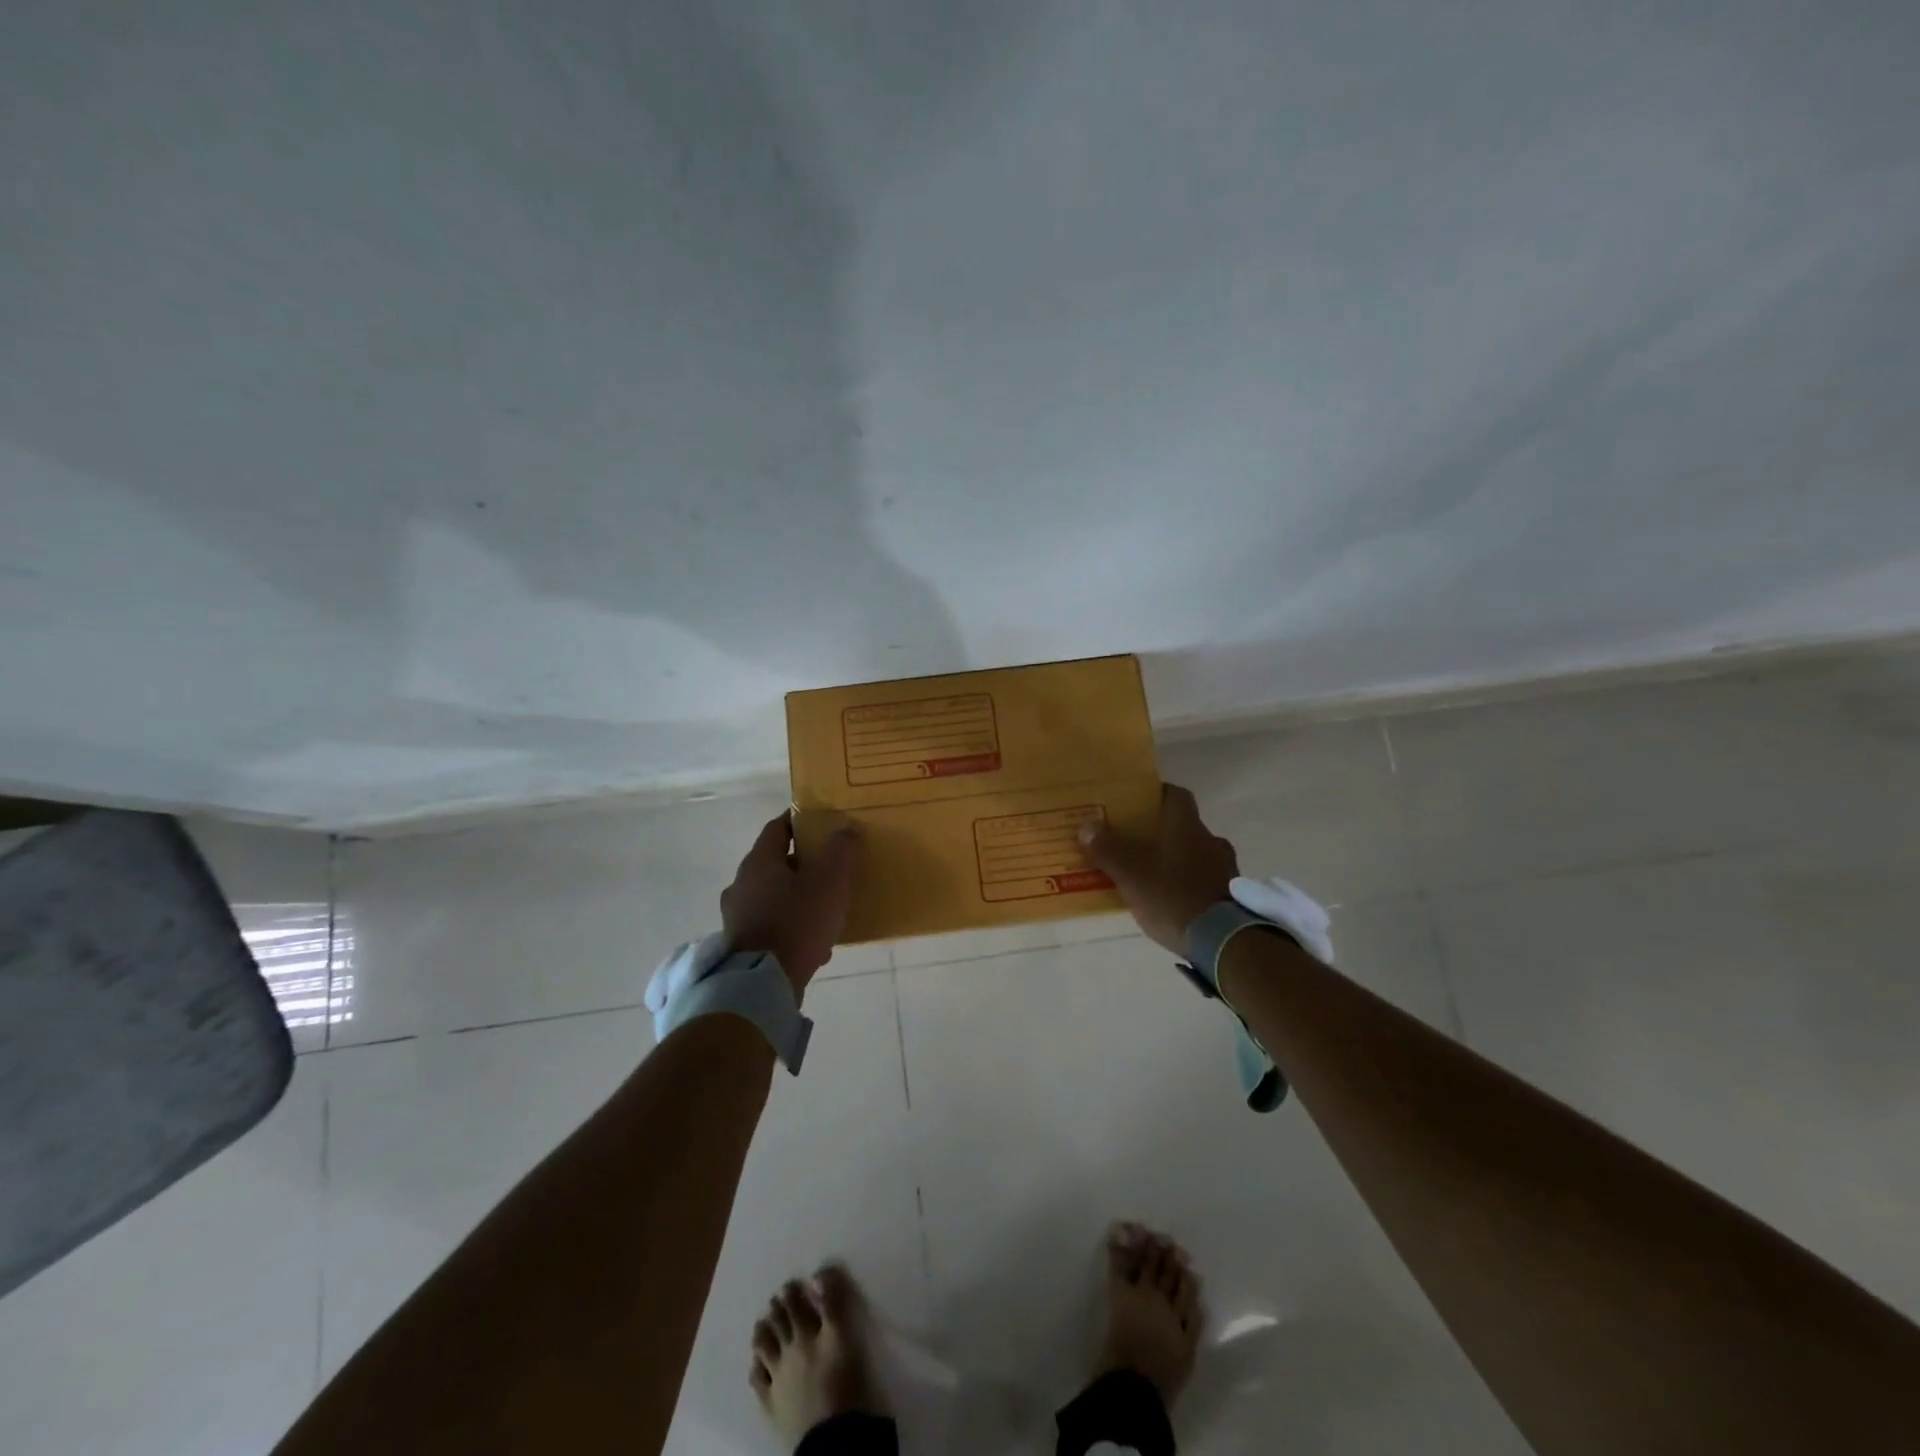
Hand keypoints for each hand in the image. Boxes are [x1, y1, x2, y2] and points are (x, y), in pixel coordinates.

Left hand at [721, 812, 863, 996]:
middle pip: (774, 864)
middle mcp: (741, 884)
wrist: (762, 984)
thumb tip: (846, 826)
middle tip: (829, 869)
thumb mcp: (829, 881)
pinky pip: (771, 926)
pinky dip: (791, 927)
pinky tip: (815, 945)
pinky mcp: (740, 945)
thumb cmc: (797, 922)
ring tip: (826, 911)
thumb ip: (840, 850)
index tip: (820, 823)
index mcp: (759, 862)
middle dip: (802, 865)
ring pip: (773, 897)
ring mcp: (737, 916)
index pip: (777, 828)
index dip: (798, 822)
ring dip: (797, 899)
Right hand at [1078, 784, 1237, 956]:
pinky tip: (1173, 898)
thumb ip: (1107, 850)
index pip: (1176, 794)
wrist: (1223, 942)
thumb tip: (1087, 826)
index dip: (1156, 794)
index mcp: (1186, 826)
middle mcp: (1210, 840)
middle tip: (1135, 841)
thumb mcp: (1130, 875)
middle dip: (1161, 832)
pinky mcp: (1231, 895)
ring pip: (1196, 852)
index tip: (1136, 803)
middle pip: (1184, 825)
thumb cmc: (1172, 897)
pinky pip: (1205, 878)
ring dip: (1177, 858)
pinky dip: (1190, 882)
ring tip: (1152, 873)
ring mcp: (1225, 868)